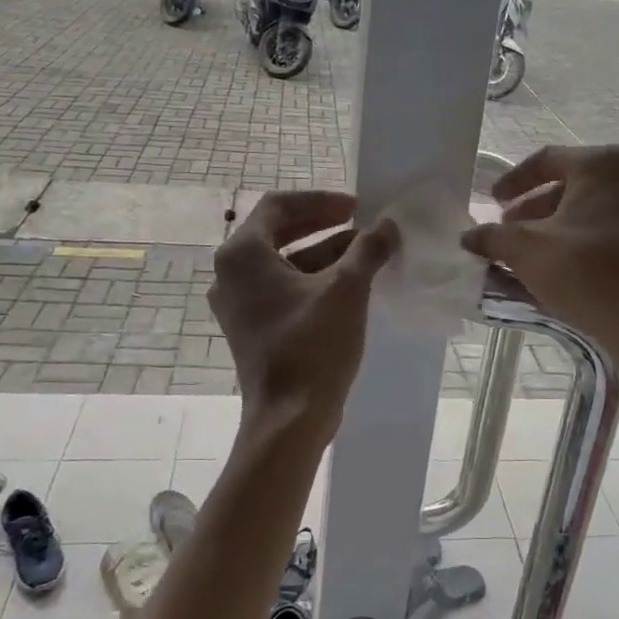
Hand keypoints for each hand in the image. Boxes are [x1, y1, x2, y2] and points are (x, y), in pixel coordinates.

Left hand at [209, 191, 398, 431]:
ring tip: (366, 252)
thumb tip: (387, 225)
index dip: (320, 201)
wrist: (289, 418)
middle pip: (279, 232)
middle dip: (324, 225)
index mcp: (242, 255)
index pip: (279, 206)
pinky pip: (283, 290)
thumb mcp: (346, 290)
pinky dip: (313, 280)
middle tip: (362, 223)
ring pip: (284, 263)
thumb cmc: (312, 346)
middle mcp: (231, 274)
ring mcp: (239, 304)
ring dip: (324, 253)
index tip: (356, 206)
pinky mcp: (252, 328)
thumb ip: (367, 249)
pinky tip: (350, 284)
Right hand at [460, 145, 618, 371]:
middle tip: (510, 228)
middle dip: (535, 206)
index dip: (513, 180)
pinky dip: (585, 238)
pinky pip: (613, 227)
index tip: (494, 202)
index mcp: (602, 165)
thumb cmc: (584, 273)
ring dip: (559, 224)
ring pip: (594, 207)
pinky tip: (565, 264)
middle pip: (572, 183)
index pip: (547, 159)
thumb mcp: (525, 251)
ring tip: (533, 250)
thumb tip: (469, 237)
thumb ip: (492, 237)